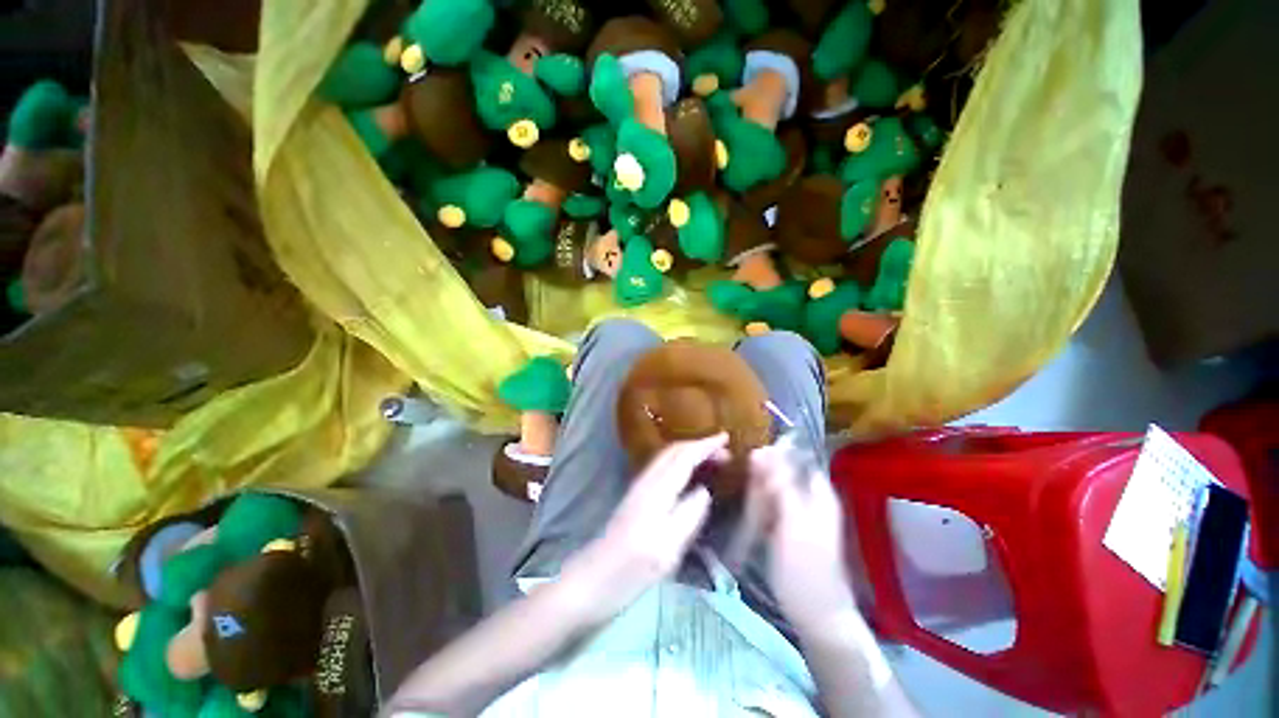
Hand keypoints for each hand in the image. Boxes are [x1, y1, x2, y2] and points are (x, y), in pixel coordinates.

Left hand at [559, 433, 728, 624]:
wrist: (589, 583)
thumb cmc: (629, 572)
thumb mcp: (666, 550)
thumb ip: (689, 516)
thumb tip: (704, 491)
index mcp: (656, 491)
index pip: (684, 456)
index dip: (706, 445)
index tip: (726, 439)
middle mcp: (646, 482)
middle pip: (674, 451)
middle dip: (699, 446)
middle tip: (725, 452)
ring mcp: (639, 489)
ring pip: (667, 459)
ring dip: (690, 453)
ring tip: (712, 461)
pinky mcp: (636, 499)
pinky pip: (663, 470)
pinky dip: (681, 465)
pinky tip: (689, 478)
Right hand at [746, 444, 857, 634]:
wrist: (812, 612)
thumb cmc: (806, 566)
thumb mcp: (792, 521)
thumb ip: (779, 484)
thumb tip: (762, 450)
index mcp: (818, 490)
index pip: (793, 455)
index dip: (771, 453)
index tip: (749, 458)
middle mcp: (808, 495)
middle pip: (780, 470)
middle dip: (762, 479)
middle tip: (755, 501)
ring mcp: (796, 510)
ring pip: (770, 487)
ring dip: (758, 496)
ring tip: (757, 518)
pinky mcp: (785, 524)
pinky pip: (767, 504)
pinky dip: (758, 509)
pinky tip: (754, 522)